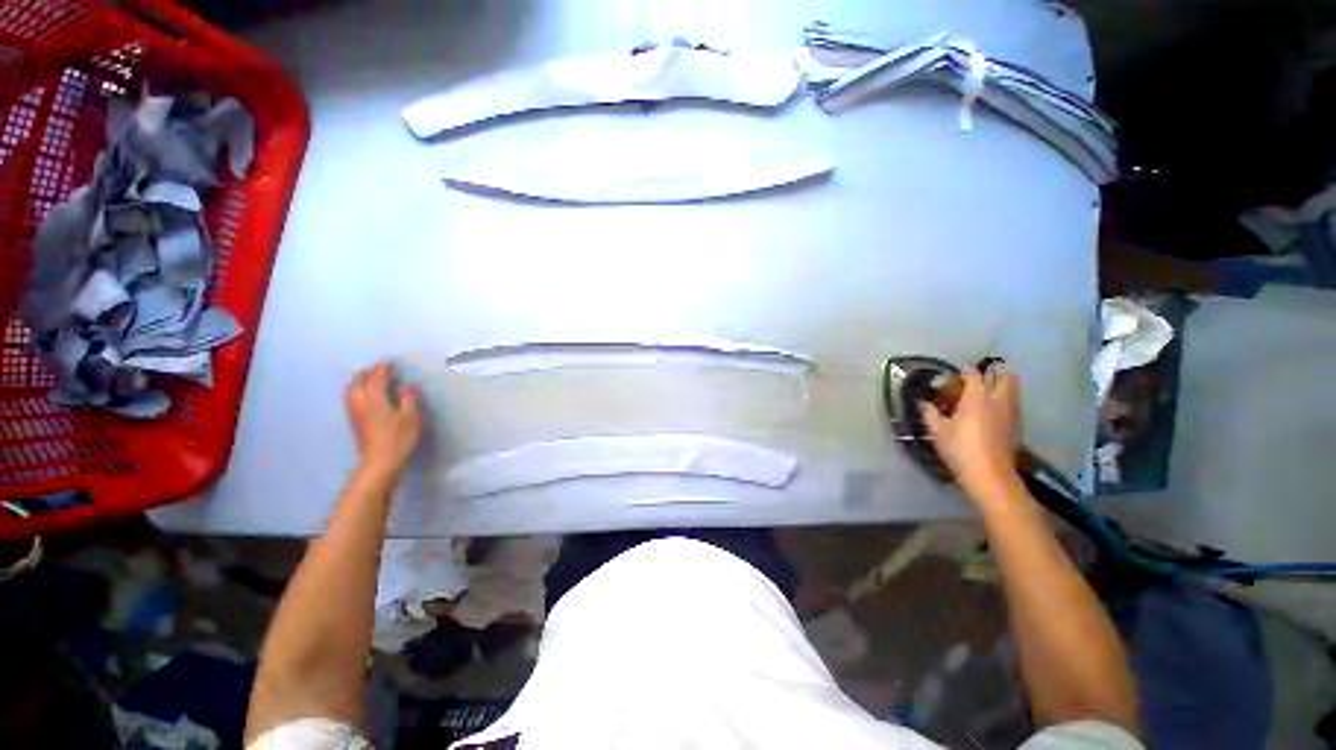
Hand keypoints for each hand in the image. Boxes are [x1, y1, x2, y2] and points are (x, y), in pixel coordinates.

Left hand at [345, 362, 422, 477]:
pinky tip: (365, 395)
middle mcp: (360, 401)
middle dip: (368, 373)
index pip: (377, 377)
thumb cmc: (398, 438)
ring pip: (351, 390)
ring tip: (369, 379)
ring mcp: (354, 412)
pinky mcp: (354, 421)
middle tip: (380, 369)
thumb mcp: (411, 417)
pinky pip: (351, 398)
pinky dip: (356, 391)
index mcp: (374, 397)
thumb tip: (407, 385)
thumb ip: (409, 398)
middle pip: (359, 381)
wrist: (379, 462)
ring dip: (359, 381)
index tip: (391, 363)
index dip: (384, 369)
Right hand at [921, 365, 1020, 491]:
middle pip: (1002, 376)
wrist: (989, 474)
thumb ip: (930, 413)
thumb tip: (923, 403)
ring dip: (1003, 383)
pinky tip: (996, 408)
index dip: (966, 371)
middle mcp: (997, 399)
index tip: (958, 373)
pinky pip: (1014, 402)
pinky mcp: (1017, 424)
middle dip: (993, 371)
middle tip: (982, 374)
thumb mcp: (937, 430)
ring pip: (1013, 388)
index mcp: (977, 397)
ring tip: (991, 387)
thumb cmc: (960, 448)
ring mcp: (1011, 411)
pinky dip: (1007, 398)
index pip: (974, 375)